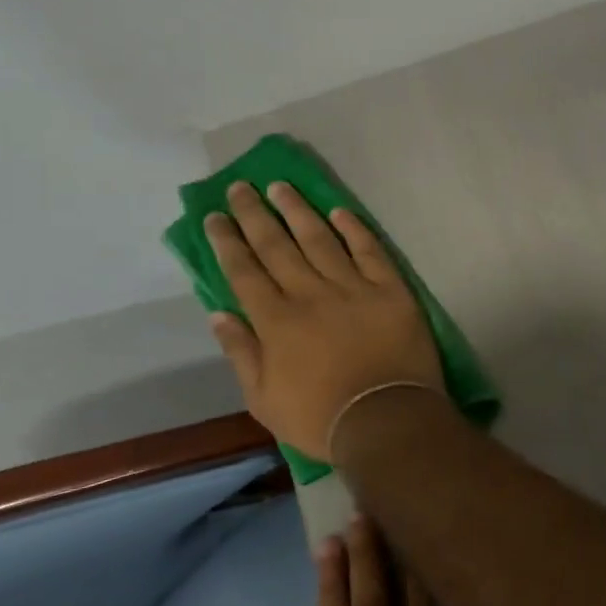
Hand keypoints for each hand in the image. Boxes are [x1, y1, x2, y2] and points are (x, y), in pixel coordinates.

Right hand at [204, 181, 442, 459]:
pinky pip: (370, 250)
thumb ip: (241, 352)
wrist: (387, 418)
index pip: (244, 271)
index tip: (215, 215)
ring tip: (281, 187)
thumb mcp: (263, 399)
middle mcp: (310, 294)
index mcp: (276, 321)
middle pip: (277, 246)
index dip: (228, 241)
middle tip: (241, 187)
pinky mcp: (390, 289)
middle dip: (255, 214)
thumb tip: (218, 313)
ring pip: (320, 239)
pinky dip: (354, 228)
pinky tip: (339, 210)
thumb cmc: (320, 418)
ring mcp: (353, 287)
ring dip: (298, 210)